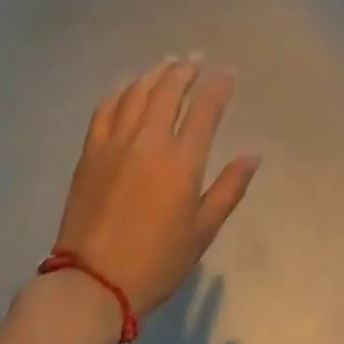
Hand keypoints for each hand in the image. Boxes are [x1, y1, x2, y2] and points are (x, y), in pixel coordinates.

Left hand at [52, 56, 260, 318]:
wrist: (92, 284)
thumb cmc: (156, 262)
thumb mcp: (202, 231)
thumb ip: (229, 189)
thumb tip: (252, 156)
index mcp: (181, 162)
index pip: (205, 109)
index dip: (218, 86)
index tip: (227, 72)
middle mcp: (149, 141)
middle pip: (169, 90)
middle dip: (186, 70)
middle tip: (195, 59)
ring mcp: (116, 142)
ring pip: (138, 92)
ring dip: (155, 73)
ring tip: (168, 63)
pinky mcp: (91, 151)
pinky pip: (106, 108)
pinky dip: (121, 90)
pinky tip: (129, 85)